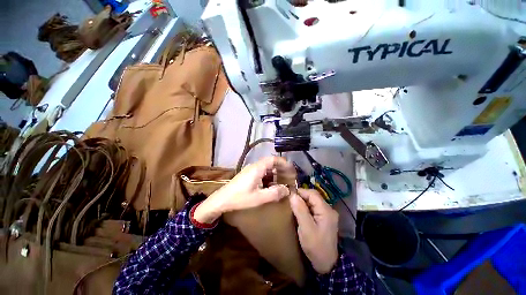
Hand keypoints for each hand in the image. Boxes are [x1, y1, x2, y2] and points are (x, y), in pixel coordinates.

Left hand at [193, 156, 291, 223]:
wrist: (222, 200)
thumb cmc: (239, 198)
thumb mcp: (258, 198)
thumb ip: (274, 193)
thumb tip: (287, 190)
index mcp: (257, 168)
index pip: (273, 159)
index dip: (283, 163)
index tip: (291, 169)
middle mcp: (254, 166)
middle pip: (271, 163)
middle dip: (281, 169)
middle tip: (289, 177)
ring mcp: (250, 170)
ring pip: (266, 168)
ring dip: (275, 173)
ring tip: (282, 182)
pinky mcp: (248, 175)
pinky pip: (262, 172)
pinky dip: (269, 177)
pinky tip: (271, 185)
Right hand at [290, 189, 338, 273]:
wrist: (327, 264)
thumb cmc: (316, 247)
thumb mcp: (306, 229)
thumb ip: (300, 210)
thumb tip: (293, 195)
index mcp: (326, 210)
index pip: (312, 194)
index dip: (300, 192)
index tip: (289, 196)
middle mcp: (329, 209)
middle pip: (313, 196)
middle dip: (302, 197)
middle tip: (290, 201)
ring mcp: (328, 214)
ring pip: (313, 201)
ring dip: (303, 202)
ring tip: (294, 206)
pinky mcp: (325, 219)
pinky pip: (314, 208)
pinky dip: (306, 207)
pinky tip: (300, 212)